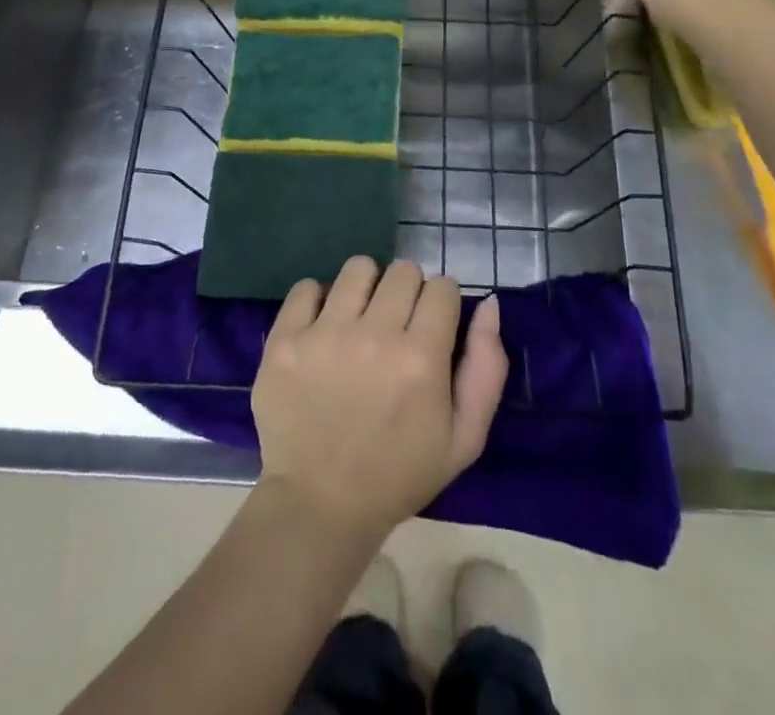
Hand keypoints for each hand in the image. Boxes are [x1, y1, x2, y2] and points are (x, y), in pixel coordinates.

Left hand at [252, 257, 507, 542]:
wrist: (320, 505)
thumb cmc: (400, 474)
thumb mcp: (465, 438)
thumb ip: (487, 367)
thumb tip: (489, 304)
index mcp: (421, 358)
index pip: (443, 287)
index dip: (442, 305)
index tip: (431, 327)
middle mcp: (374, 336)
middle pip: (403, 271)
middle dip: (407, 292)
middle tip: (397, 326)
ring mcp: (324, 334)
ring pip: (358, 268)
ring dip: (366, 288)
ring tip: (359, 320)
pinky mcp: (285, 340)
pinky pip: (307, 286)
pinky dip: (318, 300)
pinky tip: (323, 328)